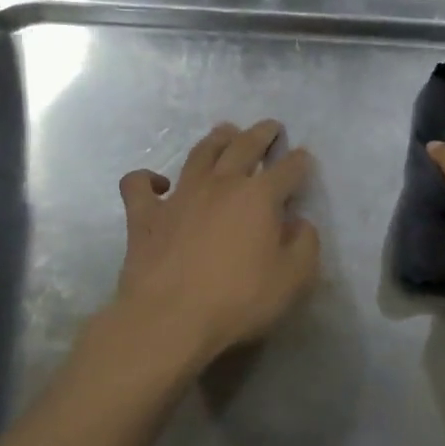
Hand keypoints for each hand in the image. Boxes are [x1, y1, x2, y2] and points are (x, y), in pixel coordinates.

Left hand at [111, 120, 320, 366]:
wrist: (170, 318)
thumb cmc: (239, 300)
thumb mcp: (293, 279)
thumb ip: (305, 246)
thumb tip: (300, 224)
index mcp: (259, 197)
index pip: (287, 170)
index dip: (299, 162)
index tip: (304, 158)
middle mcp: (221, 185)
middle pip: (244, 146)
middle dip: (261, 134)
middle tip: (270, 127)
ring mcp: (179, 196)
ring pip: (199, 154)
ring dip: (216, 139)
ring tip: (225, 132)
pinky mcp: (144, 215)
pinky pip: (139, 185)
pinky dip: (147, 178)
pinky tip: (158, 183)